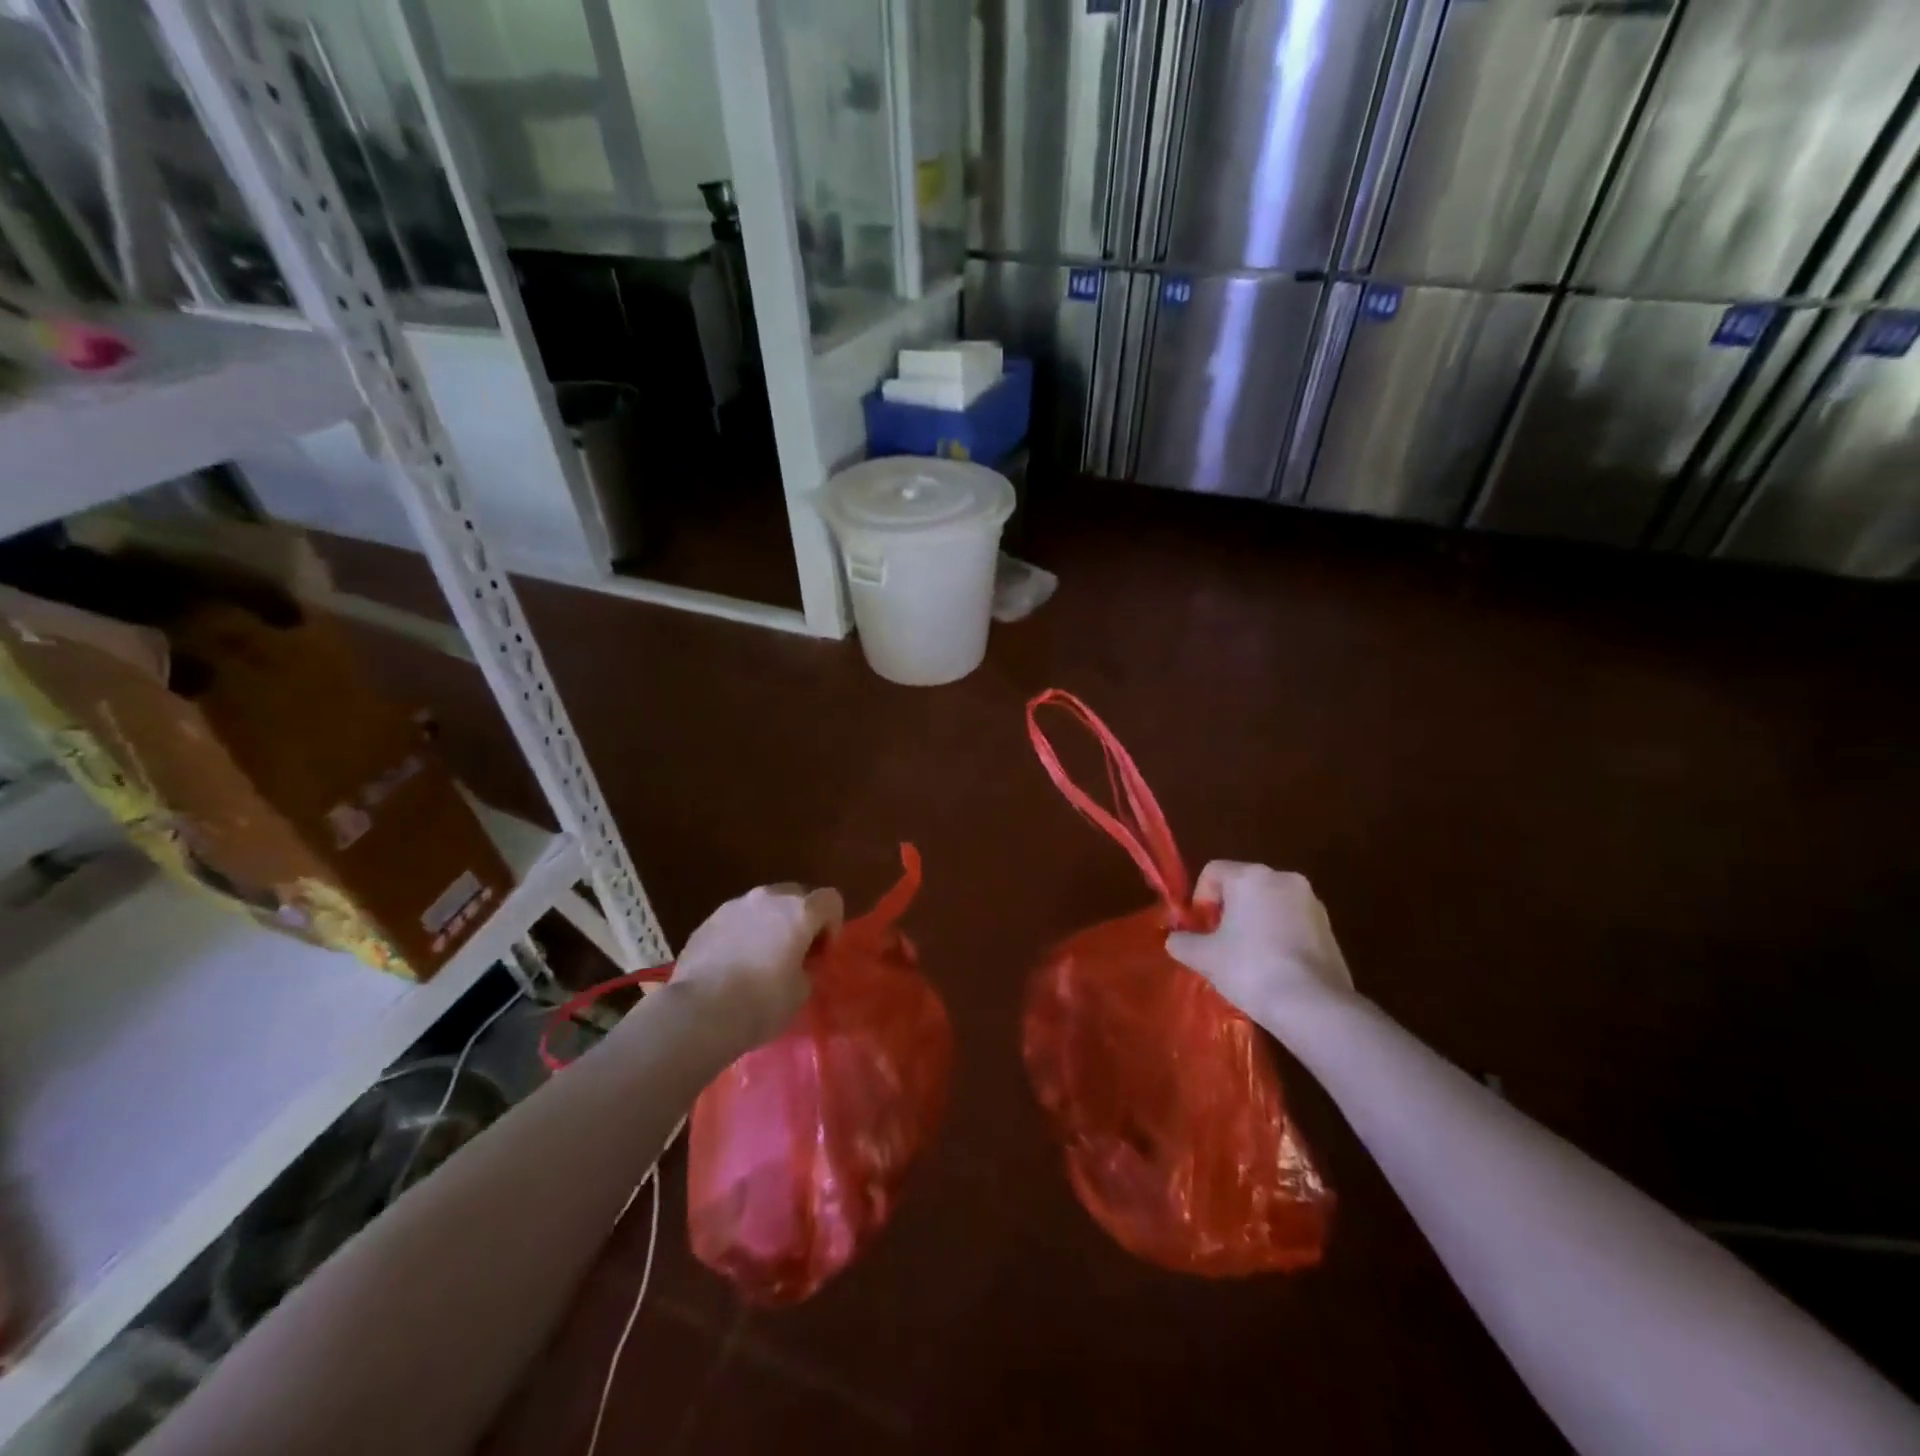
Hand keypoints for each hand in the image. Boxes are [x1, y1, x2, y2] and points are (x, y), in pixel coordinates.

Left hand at [671, 882, 843, 1047]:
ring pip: (763, 905)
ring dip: (769, 923)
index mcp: (799, 911)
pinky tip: (734, 963)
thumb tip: (799, 963)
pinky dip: (743, 933)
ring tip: (761, 957)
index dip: (832, 924)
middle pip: (796, 894)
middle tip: (795, 951)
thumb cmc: (761, 1003)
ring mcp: (734, 906)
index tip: (821, 952)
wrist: (699, 1012)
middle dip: (800, 918)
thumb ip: (807, 967)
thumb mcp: (801, 991)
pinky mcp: (708, 921)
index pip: (830, 899)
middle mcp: (768, 898)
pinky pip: (736, 919)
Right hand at [1166, 862, 1354, 1028]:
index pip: (1212, 871)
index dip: (1199, 899)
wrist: (1312, 1006)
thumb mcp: (1203, 957)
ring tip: (1247, 959)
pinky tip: (1274, 968)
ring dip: (1254, 923)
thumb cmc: (1250, 968)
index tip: (1200, 930)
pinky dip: (1279, 937)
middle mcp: (1284, 879)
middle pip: (1243, 885)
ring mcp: (1312, 903)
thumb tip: (1175, 939)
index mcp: (1251, 876)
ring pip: (1270, 904)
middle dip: (1227, 911)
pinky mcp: (1330, 929)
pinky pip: (1293, 923)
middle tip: (1219, 944)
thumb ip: (1182, 942)